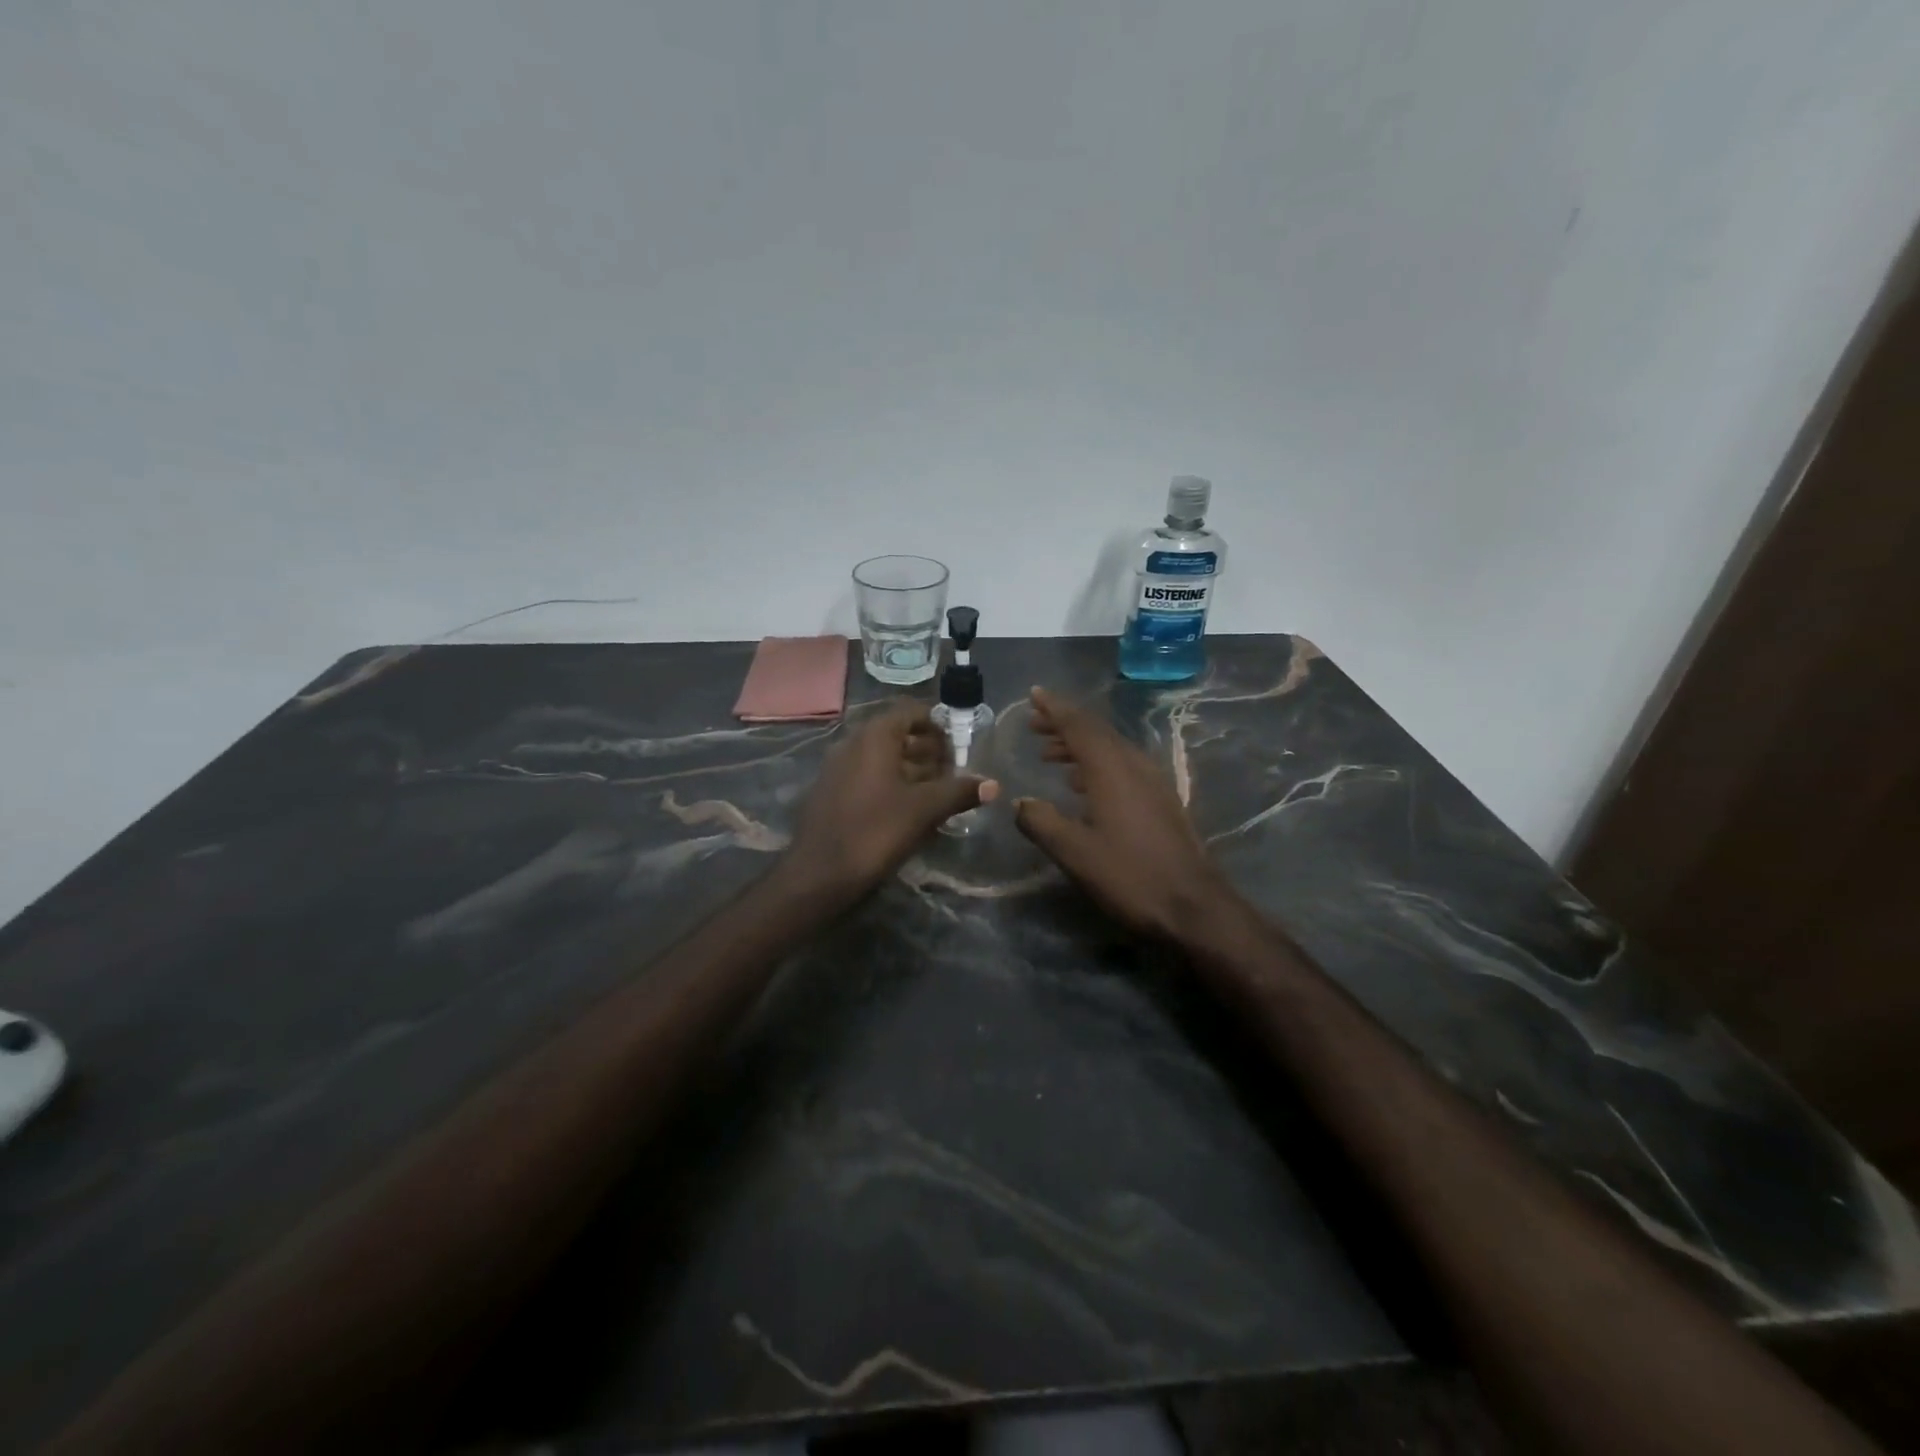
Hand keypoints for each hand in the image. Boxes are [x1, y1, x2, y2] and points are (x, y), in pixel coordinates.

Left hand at [786, 700, 998, 897]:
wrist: (818, 873)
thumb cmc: (874, 831)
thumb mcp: (923, 810)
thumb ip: (959, 792)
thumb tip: (994, 785)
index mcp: (874, 736)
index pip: (910, 711)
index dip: (938, 724)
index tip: (959, 745)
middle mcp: (853, 743)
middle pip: (897, 734)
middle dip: (928, 750)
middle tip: (954, 772)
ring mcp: (838, 768)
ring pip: (882, 758)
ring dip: (911, 769)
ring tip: (938, 792)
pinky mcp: (831, 792)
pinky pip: (867, 776)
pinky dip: (891, 784)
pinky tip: (908, 810)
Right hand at [1014, 687, 1237, 941]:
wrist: (1193, 905)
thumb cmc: (1130, 875)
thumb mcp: (1075, 853)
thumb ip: (1042, 823)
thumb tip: (1020, 803)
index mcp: (1111, 769)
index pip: (1079, 725)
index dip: (1055, 708)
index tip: (1034, 694)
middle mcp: (1134, 765)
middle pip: (1096, 732)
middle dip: (1064, 724)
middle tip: (1034, 724)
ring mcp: (1153, 781)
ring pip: (1110, 749)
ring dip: (1079, 745)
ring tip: (1050, 754)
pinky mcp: (1162, 799)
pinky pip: (1122, 766)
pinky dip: (1096, 763)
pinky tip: (1083, 784)